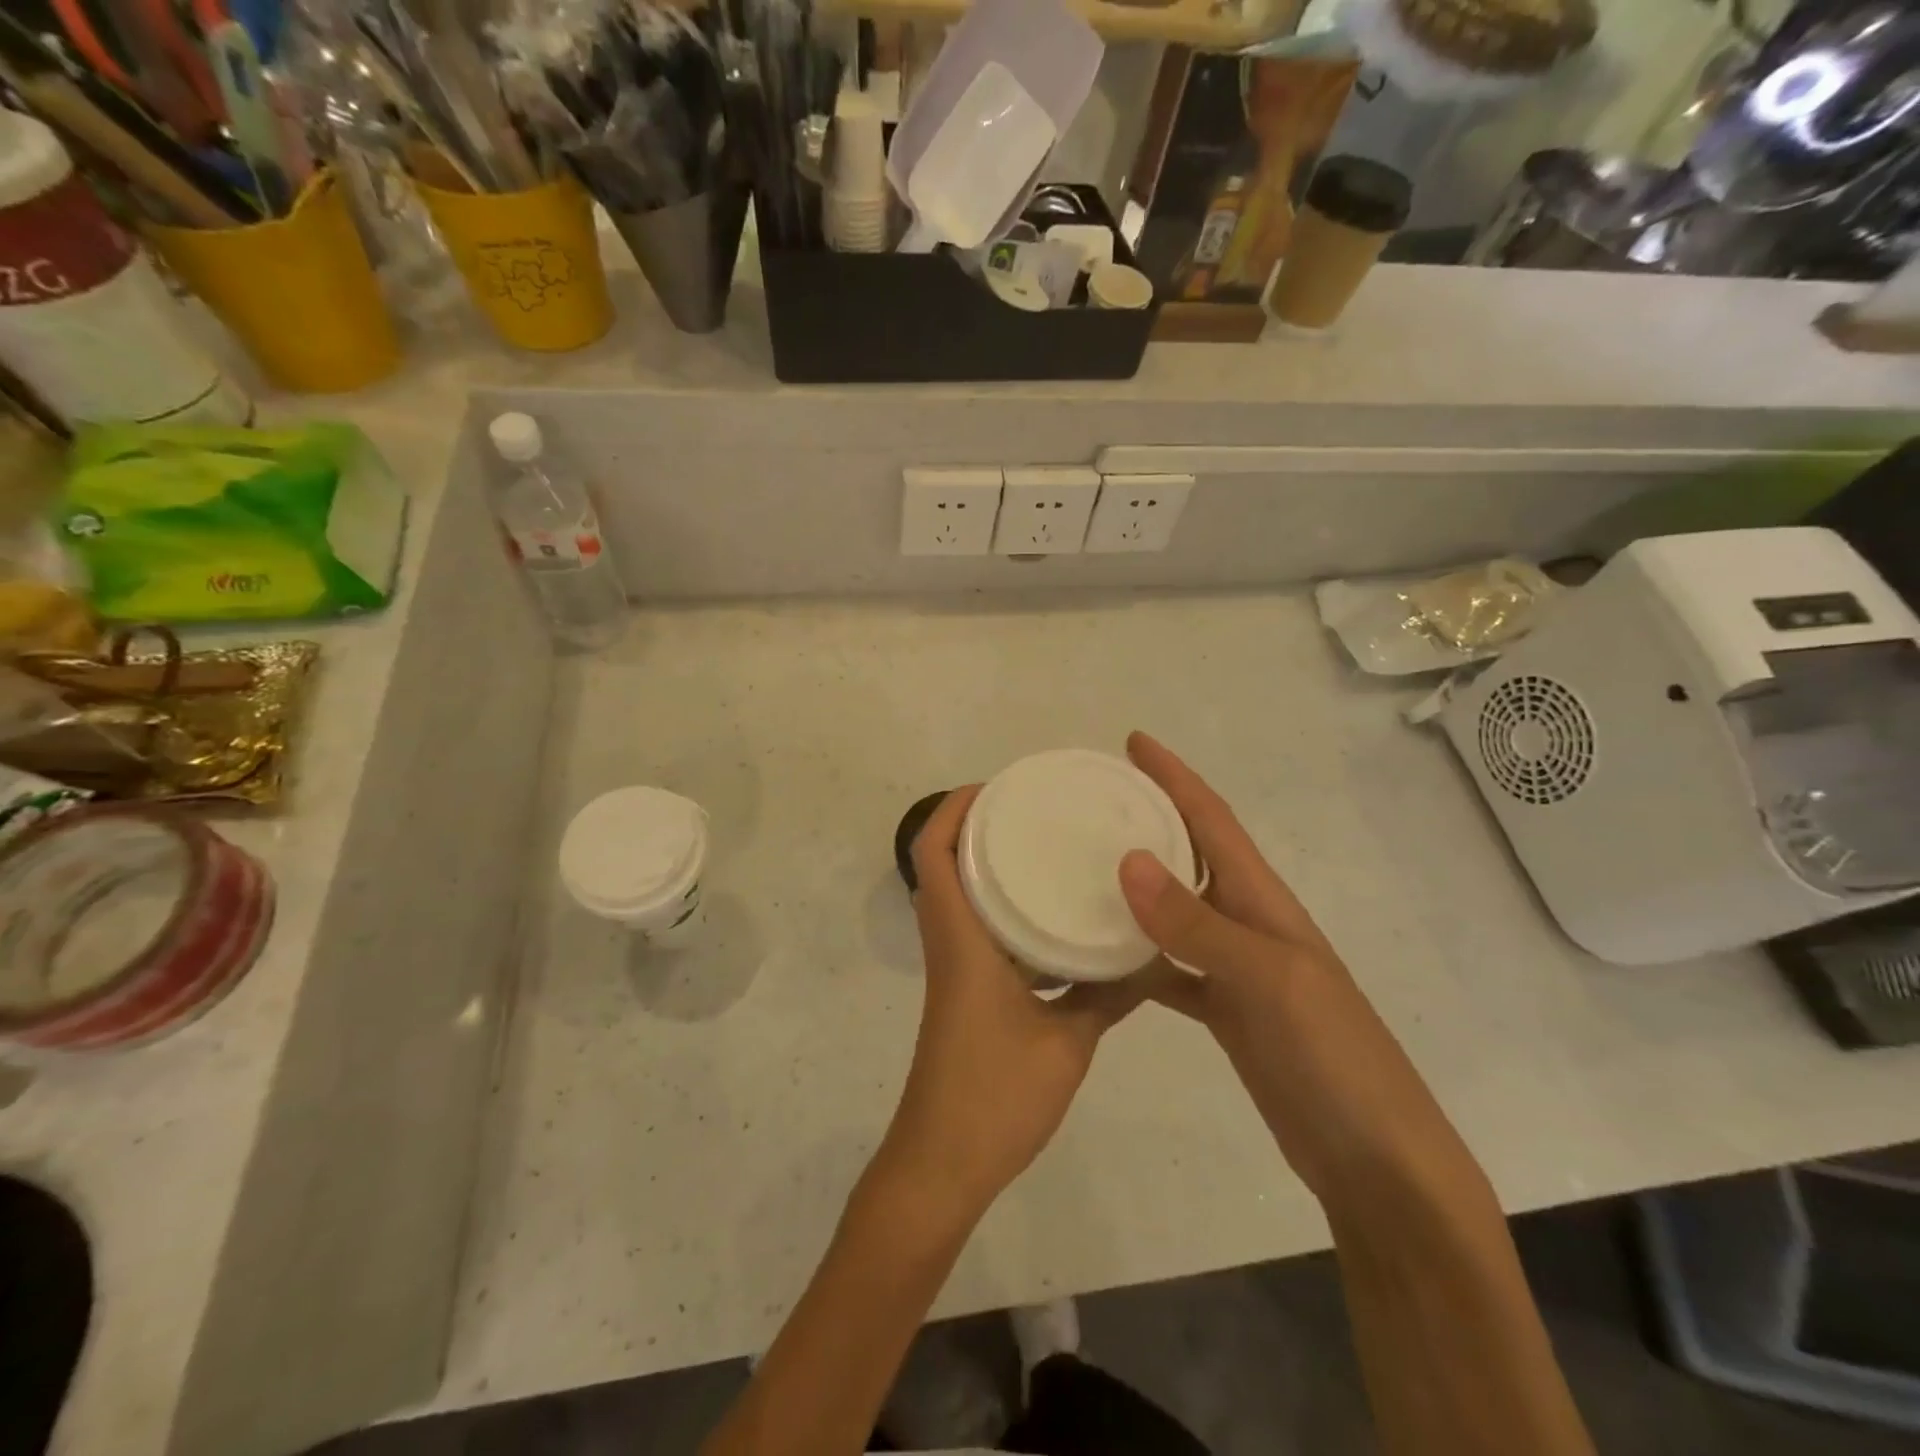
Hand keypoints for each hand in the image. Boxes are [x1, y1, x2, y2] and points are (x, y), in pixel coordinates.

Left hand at [881, 785, 1149, 1221]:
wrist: (942, 1163)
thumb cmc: (995, 1095)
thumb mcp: (1067, 1043)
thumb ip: (1107, 994)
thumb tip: (1152, 953)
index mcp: (961, 939)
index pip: (934, 853)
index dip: (953, 810)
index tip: (997, 787)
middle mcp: (949, 944)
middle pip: (944, 865)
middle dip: (978, 828)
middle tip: (1034, 810)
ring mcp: (953, 970)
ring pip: (959, 898)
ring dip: (989, 867)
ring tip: (1046, 851)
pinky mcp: (963, 994)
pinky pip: (976, 932)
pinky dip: (1003, 911)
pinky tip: (1051, 922)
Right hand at [1119, 733, 1478, 1210]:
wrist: (1376, 1161)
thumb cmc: (1334, 1057)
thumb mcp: (1268, 981)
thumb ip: (1198, 925)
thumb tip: (1129, 861)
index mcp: (1264, 901)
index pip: (1212, 819)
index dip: (1175, 777)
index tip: (1132, 743)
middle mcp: (1247, 923)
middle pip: (1190, 856)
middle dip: (1148, 820)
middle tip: (1091, 801)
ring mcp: (1235, 969)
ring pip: (1173, 911)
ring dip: (1134, 886)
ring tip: (1080, 866)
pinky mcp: (1223, 1012)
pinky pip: (1167, 969)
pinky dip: (1135, 957)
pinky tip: (1098, 957)